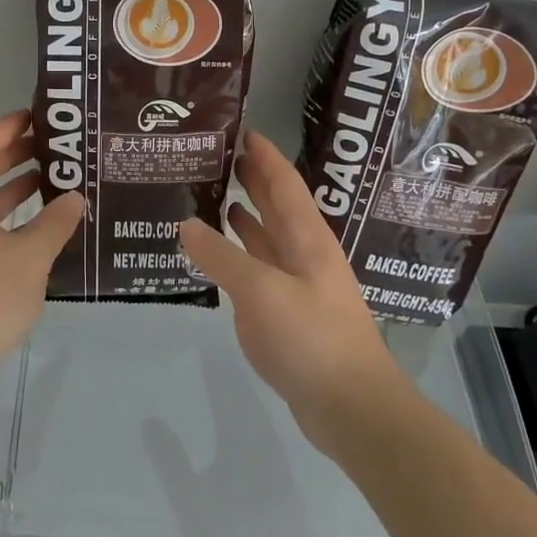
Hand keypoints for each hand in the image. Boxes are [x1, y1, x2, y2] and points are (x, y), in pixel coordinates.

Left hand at [0, 110, 85, 395]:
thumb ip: (56, 221)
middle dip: (13, 155)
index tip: (36, 115)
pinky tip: (35, 226)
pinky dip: (5, 217)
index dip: (8, 128)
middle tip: (51, 145)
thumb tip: (76, 196)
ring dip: (11, 188)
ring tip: (50, 179)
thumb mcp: (30, 256)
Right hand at [179, 129, 409, 457]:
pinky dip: (238, 253)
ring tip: (211, 193)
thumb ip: (221, 256)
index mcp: (306, 238)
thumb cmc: (312, 338)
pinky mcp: (288, 313)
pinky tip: (218, 252)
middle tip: (215, 155)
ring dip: (244, 214)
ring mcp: (297, 284)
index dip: (264, 154)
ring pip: (267, 237)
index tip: (239, 128)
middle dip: (252, 177)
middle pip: (276, 204)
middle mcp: (303, 253)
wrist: (351, 408)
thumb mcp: (260, 292)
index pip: (284, 182)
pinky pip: (258, 269)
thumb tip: (185, 223)